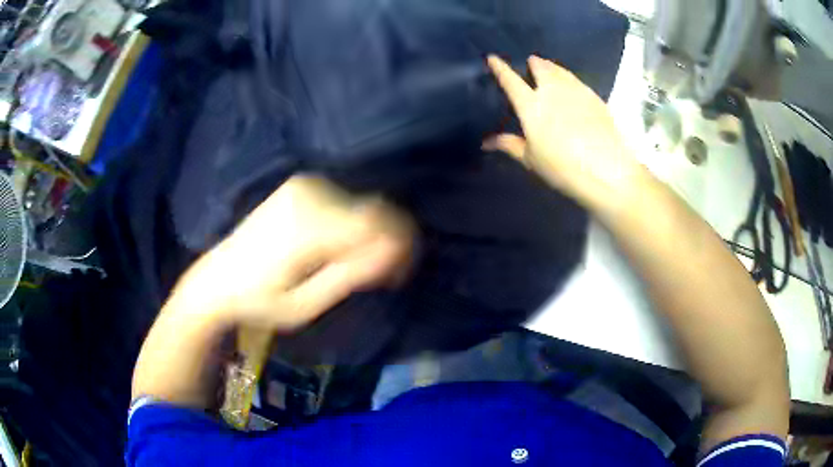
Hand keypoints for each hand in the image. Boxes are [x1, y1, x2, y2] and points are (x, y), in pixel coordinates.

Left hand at [167, 176, 414, 331]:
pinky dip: (351, 223)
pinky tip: (339, 247)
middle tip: (381, 277)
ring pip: (361, 205)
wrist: (217, 279)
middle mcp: (309, 195)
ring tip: (355, 266)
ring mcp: (303, 185)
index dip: (400, 246)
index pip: (377, 223)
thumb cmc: (259, 301)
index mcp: (307, 227)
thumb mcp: (305, 304)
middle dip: (387, 242)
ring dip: (368, 234)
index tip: (400, 274)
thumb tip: (393, 254)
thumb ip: (349, 276)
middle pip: (374, 212)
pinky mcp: (300, 185)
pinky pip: (344, 201)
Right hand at [484, 55, 643, 206]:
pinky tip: (571, 84)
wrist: (606, 171)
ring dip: (551, 67)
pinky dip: (569, 77)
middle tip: (531, 63)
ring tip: (549, 67)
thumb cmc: (562, 168)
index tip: (492, 58)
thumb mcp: (531, 159)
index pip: (511, 81)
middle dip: (534, 63)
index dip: (500, 68)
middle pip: (540, 68)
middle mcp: (552, 91)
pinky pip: (576, 80)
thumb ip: (509, 145)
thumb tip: (486, 142)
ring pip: (560, 71)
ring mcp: (576, 91)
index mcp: (531, 106)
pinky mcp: (594, 98)